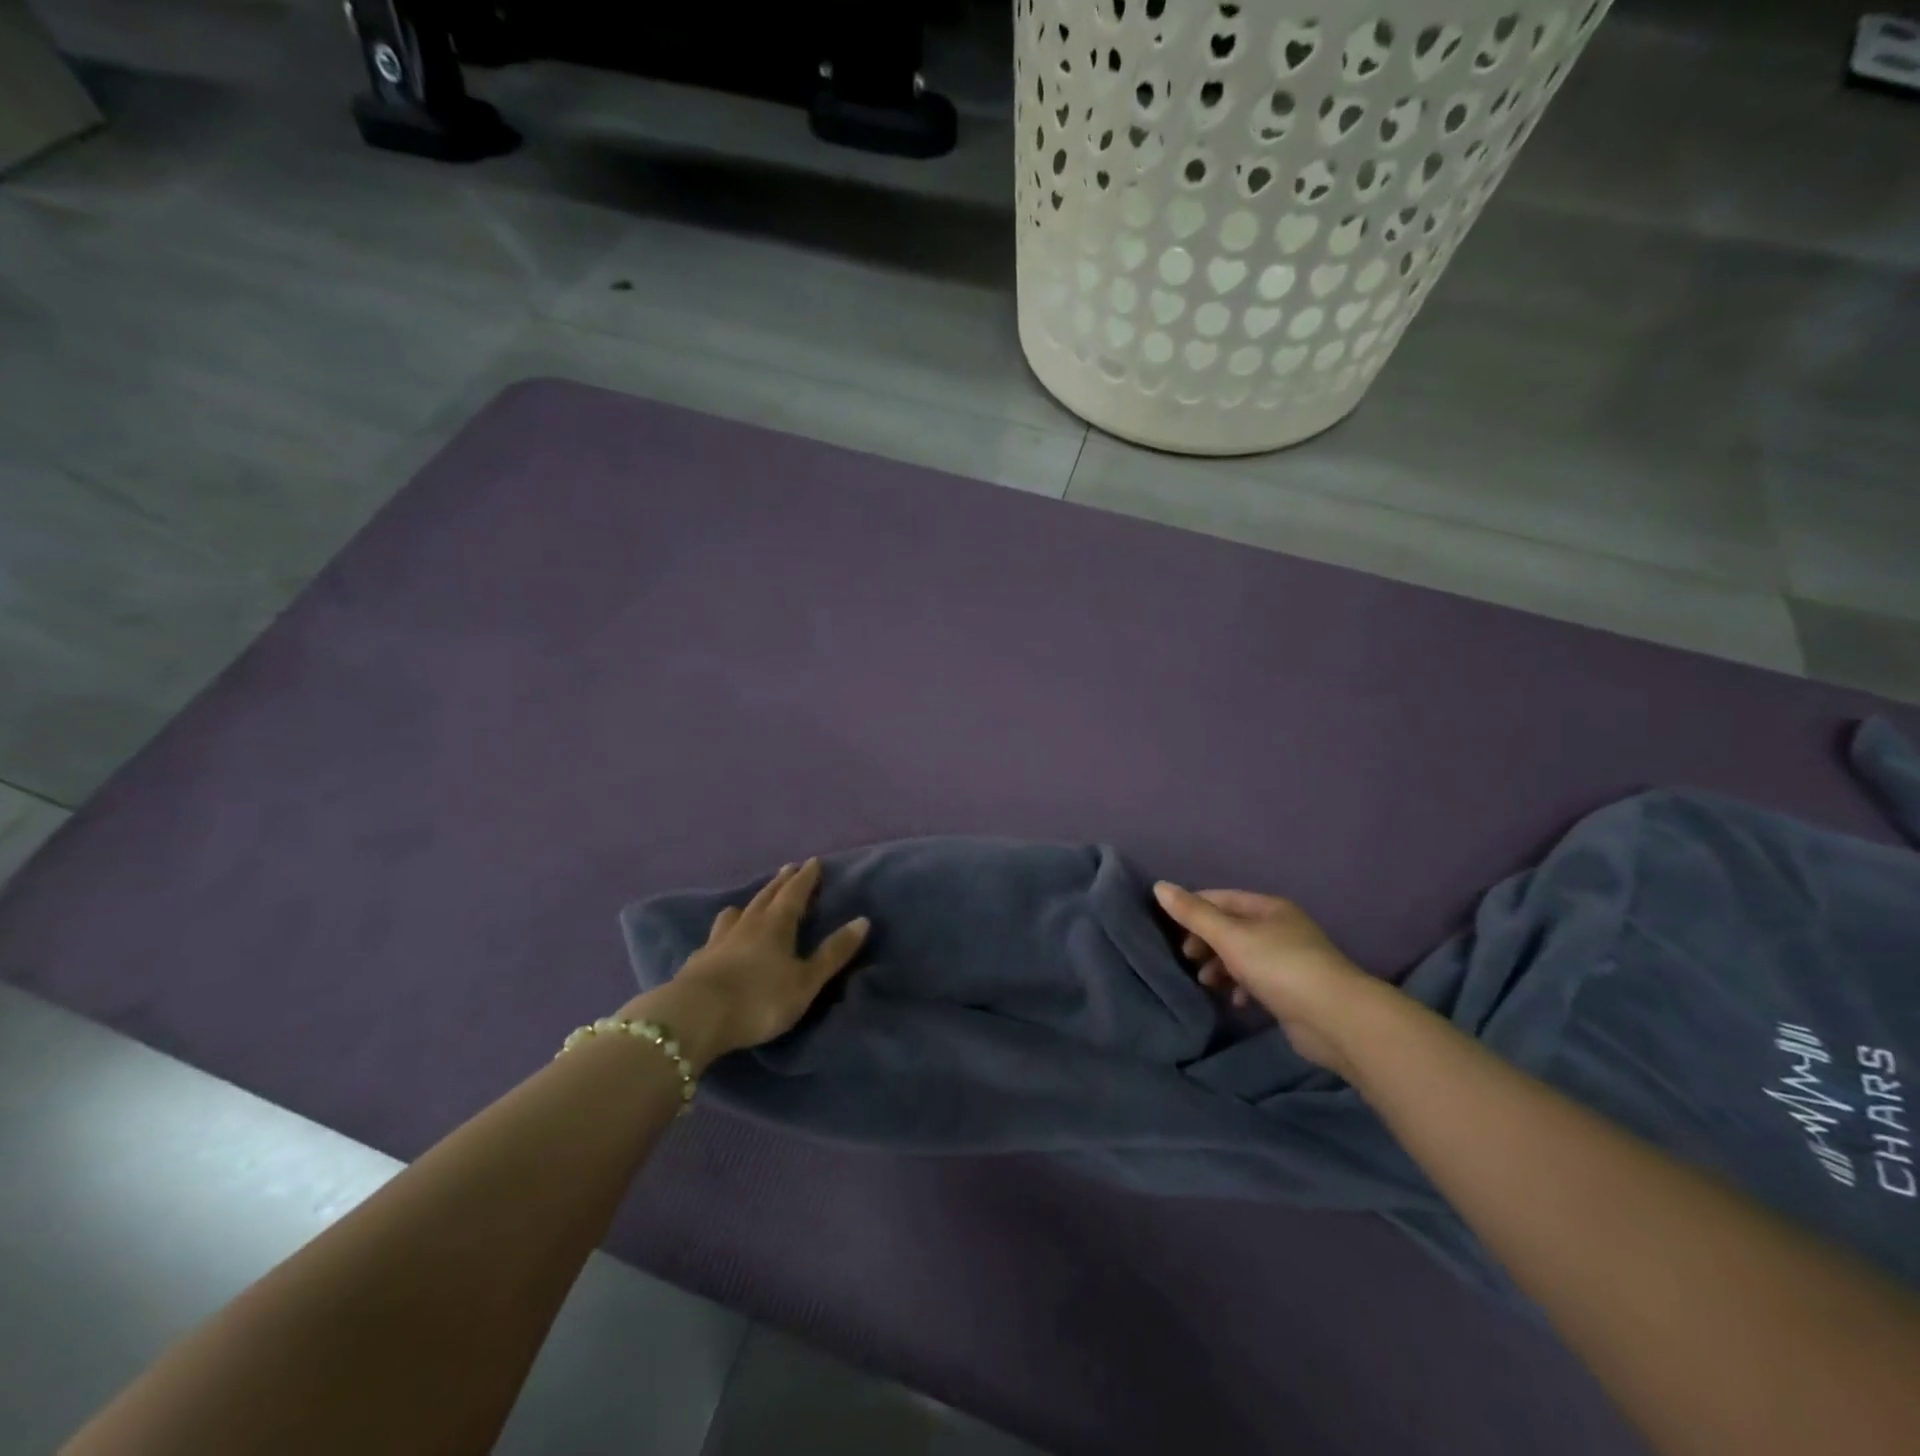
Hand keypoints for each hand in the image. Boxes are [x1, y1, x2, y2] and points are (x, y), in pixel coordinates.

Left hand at [624, 859, 867, 1069]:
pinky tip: (721, 940)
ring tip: (752, 903)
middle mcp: (747, 925)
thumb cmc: (759, 999)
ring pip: (736, 914)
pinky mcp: (698, 961)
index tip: (813, 861)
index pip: (794, 893)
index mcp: (776, 925)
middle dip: (780, 883)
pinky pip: (716, 937)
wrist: (695, 1018)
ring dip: (749, 904)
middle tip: (788, 869)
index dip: (806, 878)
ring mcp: (718, 941)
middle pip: (766, 897)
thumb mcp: (805, 981)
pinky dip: (725, 931)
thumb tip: (862, 920)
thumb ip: (833, 953)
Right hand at [1154, 882, 1377, 1077]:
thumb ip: (1194, 914)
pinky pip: (1256, 981)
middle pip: (1230, 927)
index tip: (1168, 930)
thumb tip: (1159, 886)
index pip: (1219, 898)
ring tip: (1206, 983)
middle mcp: (1279, 928)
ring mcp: (1289, 959)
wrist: (1337, 1019)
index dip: (1192, 910)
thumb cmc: (1280, 967)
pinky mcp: (1293, 990)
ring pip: (1241, 955)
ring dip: (1219, 966)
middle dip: (1204, 942)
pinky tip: (1235, 1001)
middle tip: (1186, 959)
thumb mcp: (1230, 937)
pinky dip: (1240, 987)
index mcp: (1268, 907)